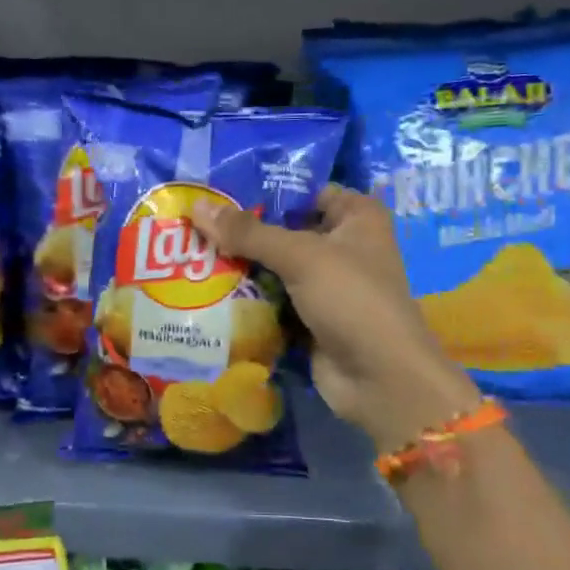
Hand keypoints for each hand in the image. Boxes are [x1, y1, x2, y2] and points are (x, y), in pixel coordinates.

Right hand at [191, 186, 479, 453]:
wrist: (379, 378)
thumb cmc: (352, 299)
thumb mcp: (301, 256)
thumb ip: (248, 232)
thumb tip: (197, 207)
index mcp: (356, 217)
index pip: (303, 192)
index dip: (263, 191)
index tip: (215, 191)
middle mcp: (343, 246)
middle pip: (283, 230)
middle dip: (242, 232)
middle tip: (191, 225)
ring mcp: (325, 286)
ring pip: (274, 268)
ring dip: (239, 267)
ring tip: (189, 255)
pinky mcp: (309, 319)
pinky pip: (271, 301)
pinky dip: (246, 299)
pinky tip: (205, 290)